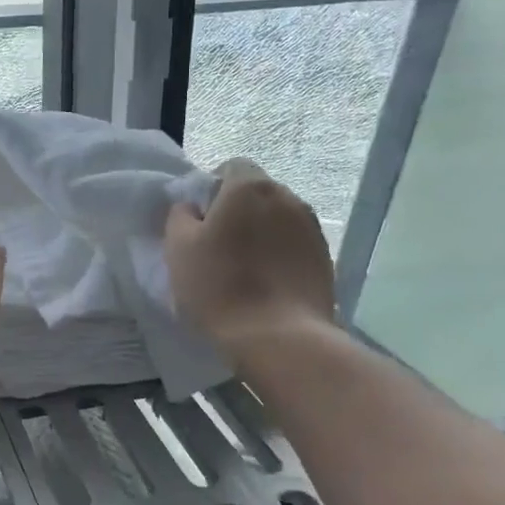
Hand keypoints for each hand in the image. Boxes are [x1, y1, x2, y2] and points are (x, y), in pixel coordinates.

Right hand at [165, 158, 336, 358]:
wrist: (279, 337)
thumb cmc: (219, 286)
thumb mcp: (179, 248)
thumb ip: (180, 215)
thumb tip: (192, 206)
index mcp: (250, 187)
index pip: (231, 167)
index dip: (212, 189)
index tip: (200, 221)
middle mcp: (287, 197)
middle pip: (257, 193)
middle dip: (238, 211)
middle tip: (218, 245)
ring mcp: (312, 228)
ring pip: (278, 219)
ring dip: (261, 233)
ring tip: (244, 268)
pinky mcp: (325, 259)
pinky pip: (295, 245)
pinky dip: (280, 255)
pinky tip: (266, 284)